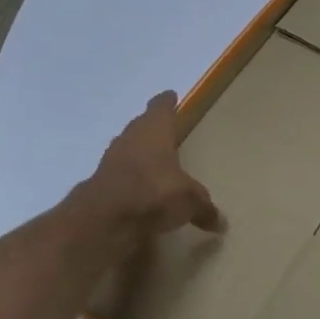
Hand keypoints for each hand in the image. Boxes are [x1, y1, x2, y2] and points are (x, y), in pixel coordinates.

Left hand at [86, 92, 222, 253]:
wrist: (106, 218)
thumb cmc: (155, 192)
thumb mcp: (190, 201)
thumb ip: (204, 208)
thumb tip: (220, 222)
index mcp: (155, 130)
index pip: (161, 109)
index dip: (166, 103)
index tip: (170, 96)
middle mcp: (131, 139)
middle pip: (141, 127)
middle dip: (151, 129)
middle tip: (163, 131)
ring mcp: (111, 161)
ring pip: (127, 151)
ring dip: (138, 155)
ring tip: (152, 162)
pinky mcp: (99, 184)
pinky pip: (119, 176)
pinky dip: (129, 181)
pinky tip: (138, 191)